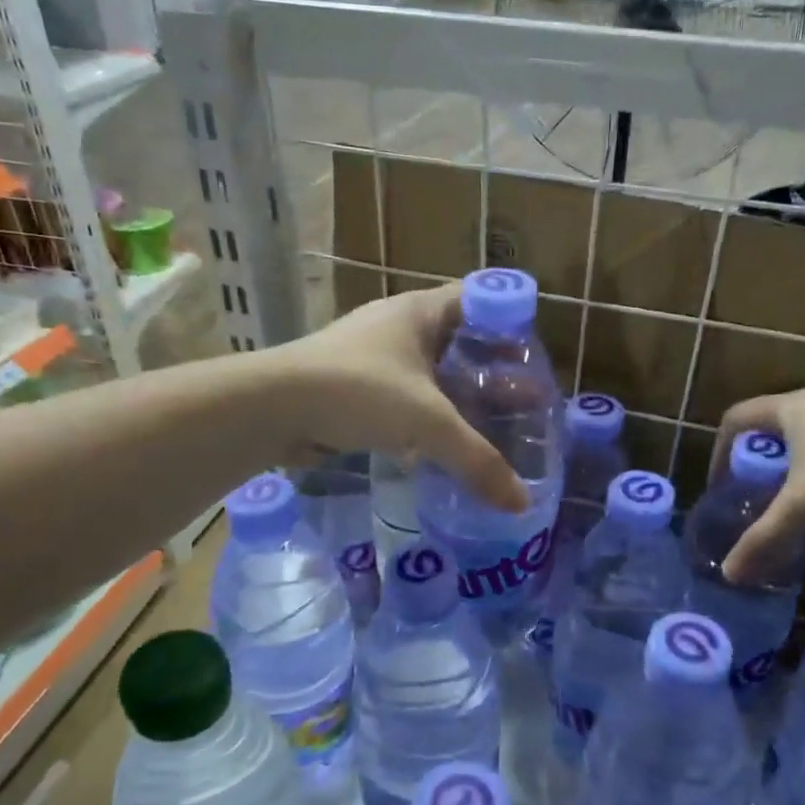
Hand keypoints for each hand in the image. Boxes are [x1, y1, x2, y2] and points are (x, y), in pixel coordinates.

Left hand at [270, 286, 527, 512]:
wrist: (272, 407)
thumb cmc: (359, 392)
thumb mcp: (429, 423)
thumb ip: (477, 460)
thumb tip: (521, 504)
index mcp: (420, 312)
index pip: (477, 300)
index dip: (508, 321)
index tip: (531, 355)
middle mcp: (396, 325)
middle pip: (457, 340)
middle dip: (488, 369)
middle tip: (522, 400)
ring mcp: (370, 355)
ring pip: (428, 372)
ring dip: (456, 395)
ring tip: (488, 425)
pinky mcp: (351, 387)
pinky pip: (402, 396)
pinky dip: (425, 415)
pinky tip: (440, 444)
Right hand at [712, 390, 804, 580]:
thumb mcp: (799, 512)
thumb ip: (760, 540)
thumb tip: (729, 574)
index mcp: (793, 408)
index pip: (738, 417)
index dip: (721, 451)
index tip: (722, 488)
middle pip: (773, 432)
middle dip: (759, 469)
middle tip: (754, 502)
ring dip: (794, 479)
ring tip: (793, 515)